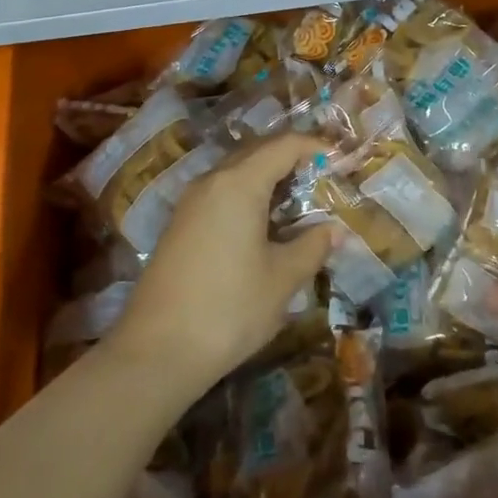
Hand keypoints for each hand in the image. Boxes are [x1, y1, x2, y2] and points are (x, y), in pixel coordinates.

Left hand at [106, 134, 334, 398]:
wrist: (156, 351)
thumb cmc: (229, 308)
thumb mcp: (282, 279)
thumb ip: (312, 247)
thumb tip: (334, 230)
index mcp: (239, 184)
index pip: (284, 146)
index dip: (315, 146)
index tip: (342, 158)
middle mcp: (211, 181)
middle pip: (257, 152)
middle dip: (292, 157)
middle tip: (325, 176)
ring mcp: (190, 203)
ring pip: (236, 172)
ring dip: (268, 177)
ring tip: (299, 198)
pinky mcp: (180, 225)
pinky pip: (221, 193)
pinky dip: (247, 195)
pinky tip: (264, 223)